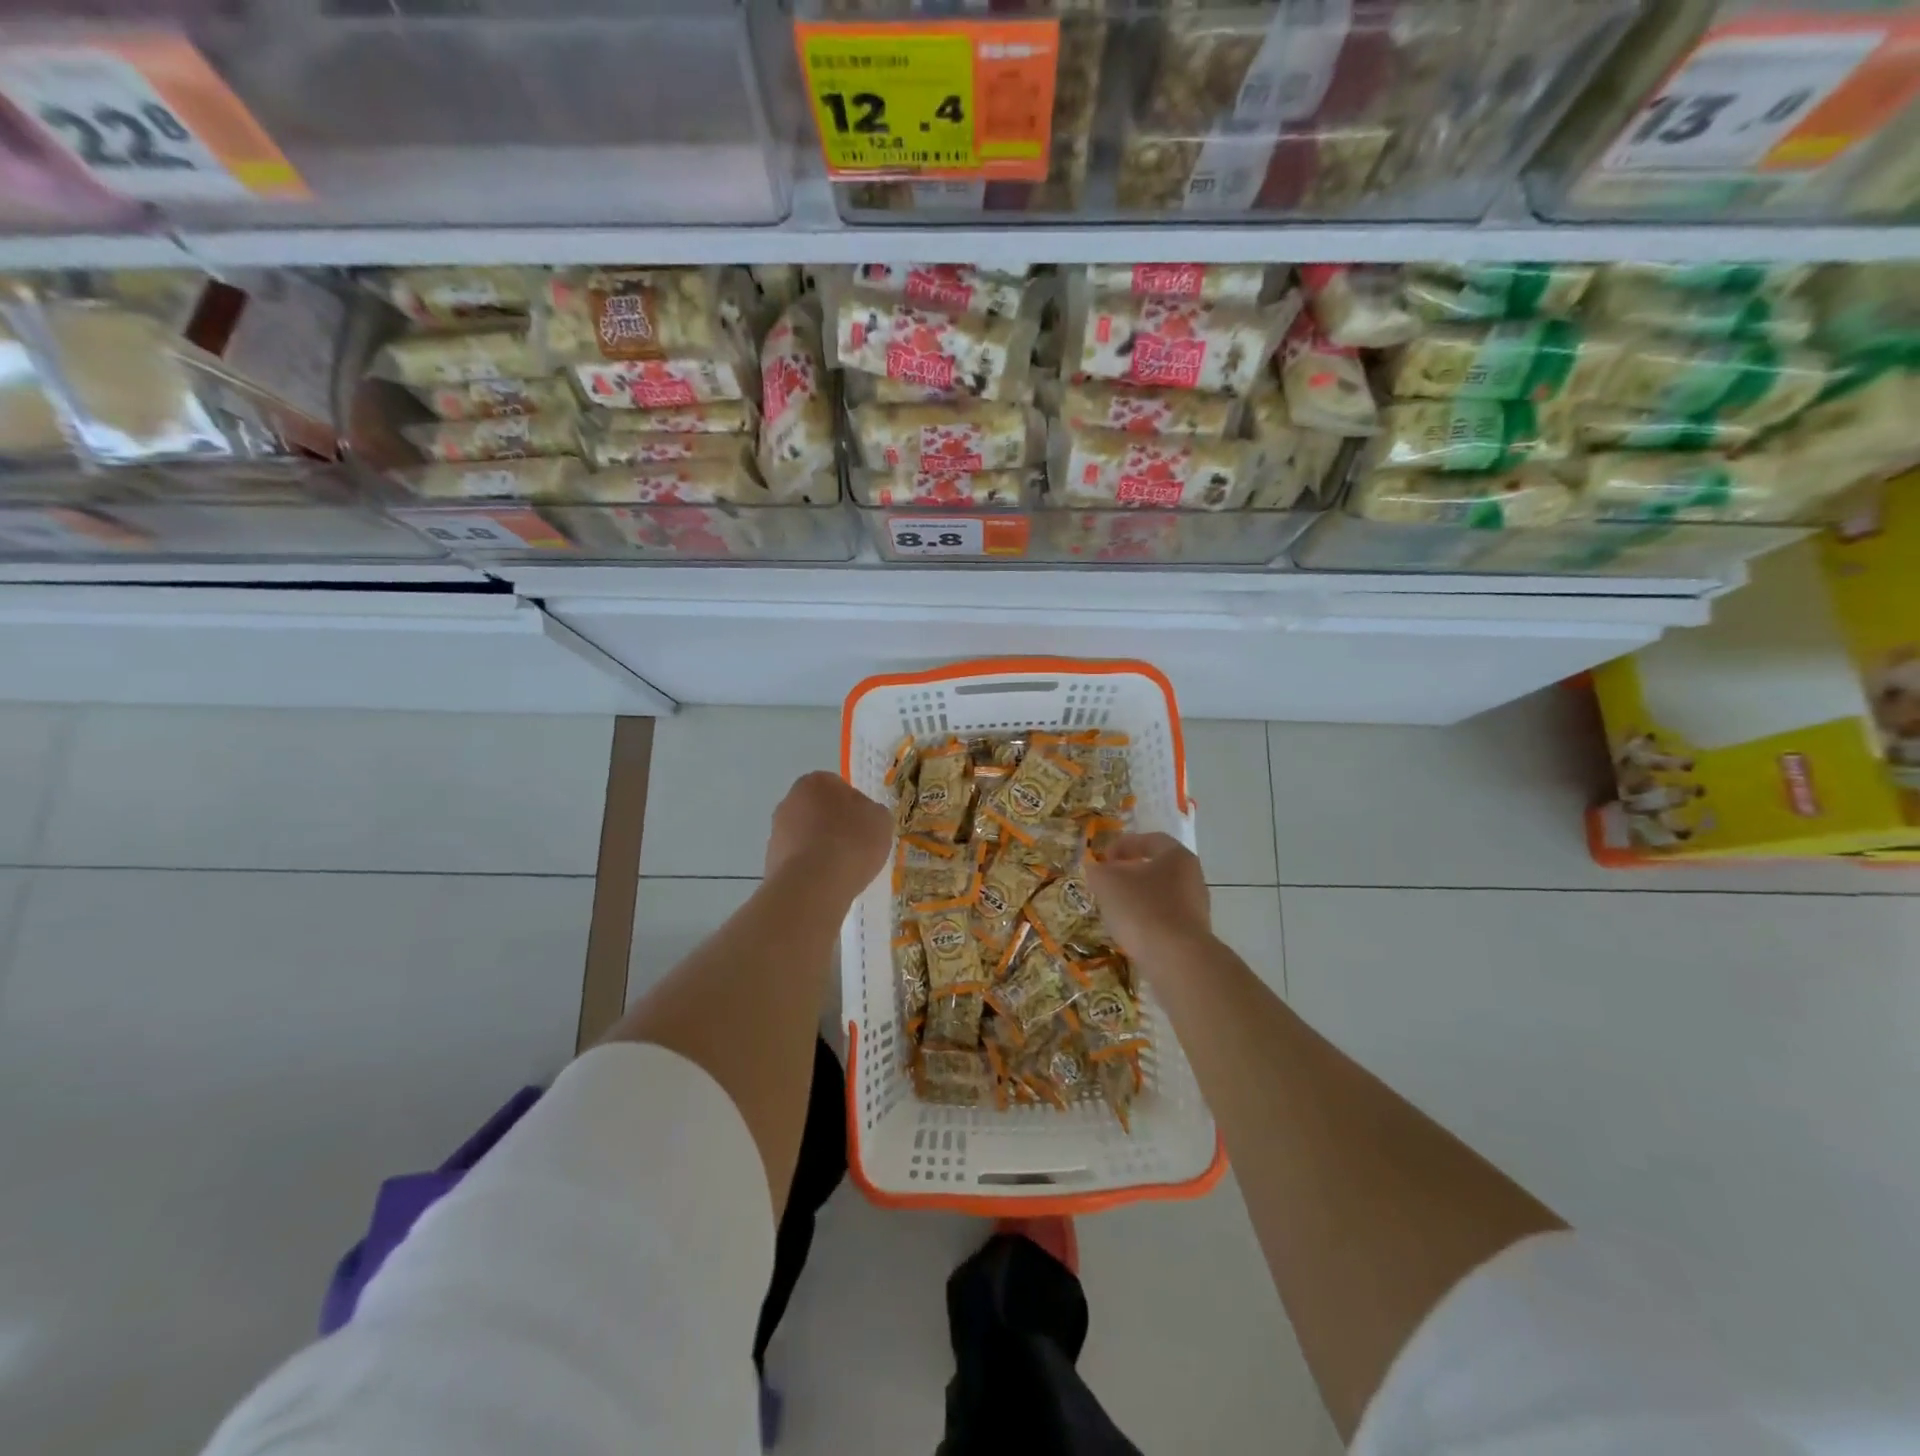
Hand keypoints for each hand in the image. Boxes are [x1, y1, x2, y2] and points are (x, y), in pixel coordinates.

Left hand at [765, 772, 893, 905]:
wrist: (812, 886)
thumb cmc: (851, 842)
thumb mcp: (881, 820)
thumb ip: (872, 812)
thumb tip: (863, 817)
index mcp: (816, 782)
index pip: (839, 787)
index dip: (855, 807)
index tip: (866, 826)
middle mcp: (790, 800)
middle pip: (819, 811)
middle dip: (835, 825)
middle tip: (855, 846)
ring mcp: (777, 831)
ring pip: (807, 836)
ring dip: (821, 847)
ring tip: (842, 869)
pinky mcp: (771, 861)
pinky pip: (799, 860)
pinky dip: (811, 868)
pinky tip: (826, 881)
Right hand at [1084, 832, 1211, 962]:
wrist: (1177, 959)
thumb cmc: (1142, 908)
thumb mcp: (1107, 882)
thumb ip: (1098, 871)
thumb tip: (1097, 870)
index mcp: (1177, 856)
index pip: (1150, 840)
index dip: (1123, 845)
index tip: (1103, 858)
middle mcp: (1192, 877)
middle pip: (1157, 868)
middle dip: (1130, 873)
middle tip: (1107, 882)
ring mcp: (1197, 908)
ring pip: (1161, 894)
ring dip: (1137, 898)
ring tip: (1115, 909)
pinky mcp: (1194, 934)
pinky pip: (1165, 919)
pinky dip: (1146, 920)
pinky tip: (1131, 931)